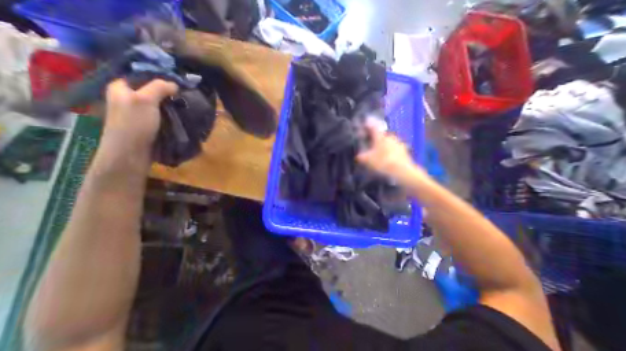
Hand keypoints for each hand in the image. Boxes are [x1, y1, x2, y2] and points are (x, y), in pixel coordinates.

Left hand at [103, 78, 178, 151]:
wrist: (132, 152)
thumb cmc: (134, 123)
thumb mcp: (145, 100)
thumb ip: (159, 87)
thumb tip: (175, 84)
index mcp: (120, 87)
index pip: (141, 74)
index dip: (159, 76)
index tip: (177, 81)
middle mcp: (128, 98)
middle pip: (151, 89)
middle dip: (168, 91)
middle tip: (184, 93)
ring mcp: (138, 112)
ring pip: (158, 103)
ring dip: (171, 104)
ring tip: (185, 104)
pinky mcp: (148, 124)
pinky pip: (161, 114)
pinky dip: (171, 113)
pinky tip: (181, 114)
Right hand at [357, 120, 419, 180]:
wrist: (401, 171)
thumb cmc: (382, 162)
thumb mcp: (367, 160)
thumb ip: (361, 156)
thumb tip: (359, 155)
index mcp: (380, 137)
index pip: (373, 127)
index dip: (368, 125)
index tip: (365, 124)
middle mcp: (390, 137)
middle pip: (381, 135)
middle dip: (376, 139)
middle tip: (371, 145)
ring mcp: (399, 143)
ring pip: (389, 142)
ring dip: (384, 146)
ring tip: (380, 154)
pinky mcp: (405, 151)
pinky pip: (395, 149)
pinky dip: (391, 152)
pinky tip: (389, 159)